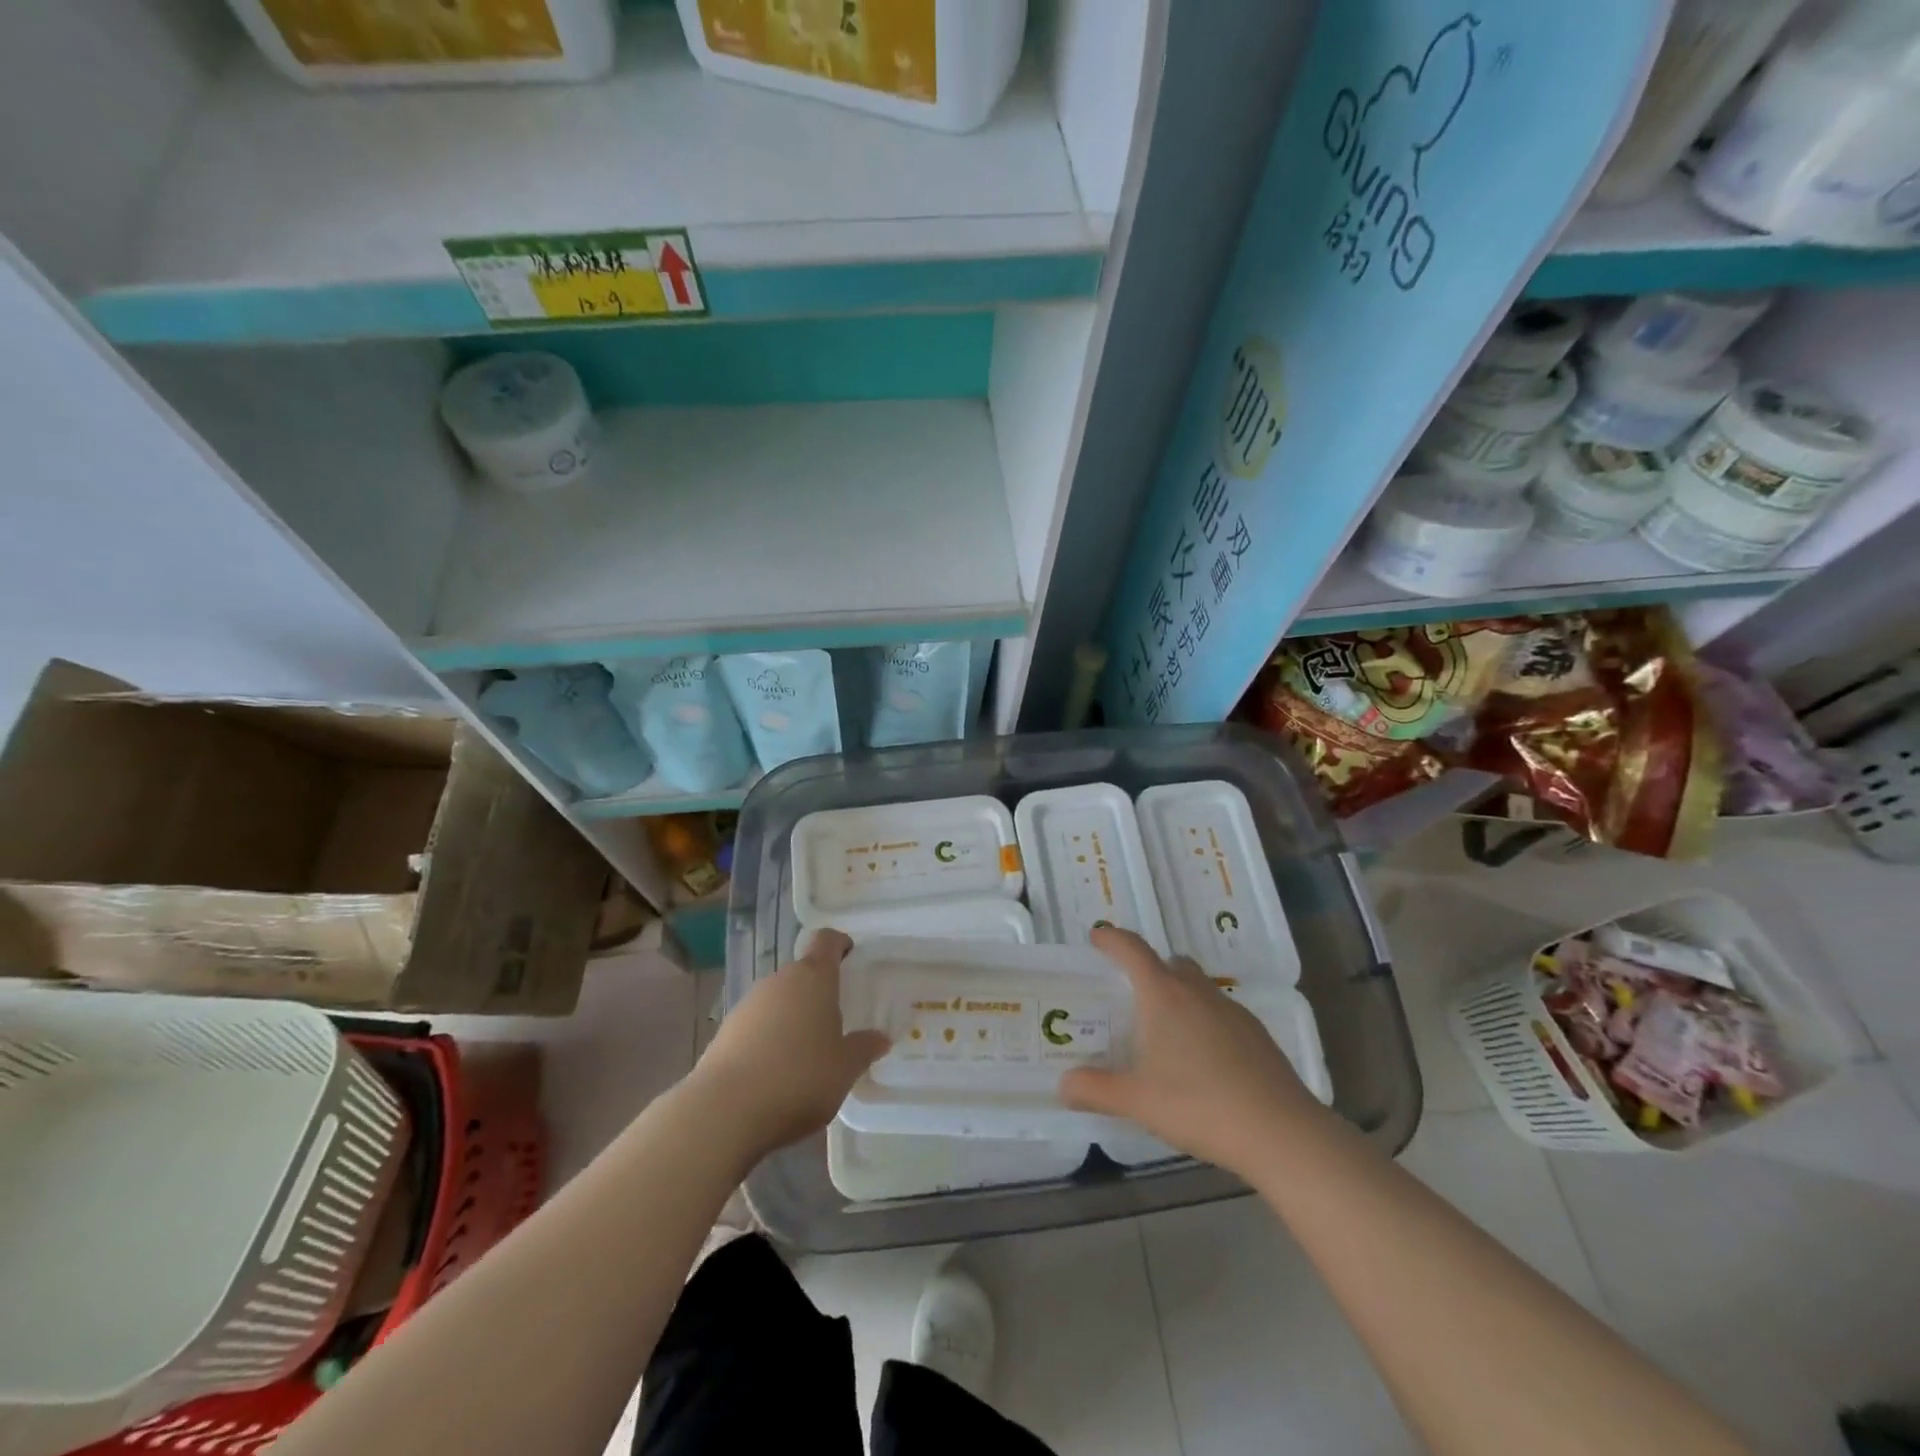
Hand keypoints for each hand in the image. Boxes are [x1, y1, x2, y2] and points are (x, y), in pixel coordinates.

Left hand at [684, 929, 889, 1162]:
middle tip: (835, 1020)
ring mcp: (748, 1004)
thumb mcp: (844, 1069)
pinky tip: (775, 1072)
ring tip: (806, 1053)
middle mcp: (779, 981)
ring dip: (792, 1016)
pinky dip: (769, 1038)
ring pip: (778, 999)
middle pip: (802, 972)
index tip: (851, 957)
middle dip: (818, 991)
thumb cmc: (799, 1078)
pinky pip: (756, 1024)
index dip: (840, 944)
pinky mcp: (725, 1031)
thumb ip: (864, 1049)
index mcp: (813, 978)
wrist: (724, 1110)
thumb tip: (881, 1037)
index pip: (827, 940)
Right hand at [1060, 927, 1322, 1177]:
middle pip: (1170, 963)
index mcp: (1164, 995)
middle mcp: (1198, 992)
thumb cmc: (1199, 1105)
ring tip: (1166, 1033)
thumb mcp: (1137, 1101)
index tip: (1097, 937)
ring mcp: (1233, 1011)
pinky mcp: (1258, 1034)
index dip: (1111, 939)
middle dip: (1149, 969)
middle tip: (1131, 996)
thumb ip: (1096, 1090)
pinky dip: (1205, 1021)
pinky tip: (1204, 1060)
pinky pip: (1221, 1013)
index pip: (1132, 949)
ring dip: (1179, 996)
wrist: (1280, 1132)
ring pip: (1199, 987)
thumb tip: (1063, 1086)